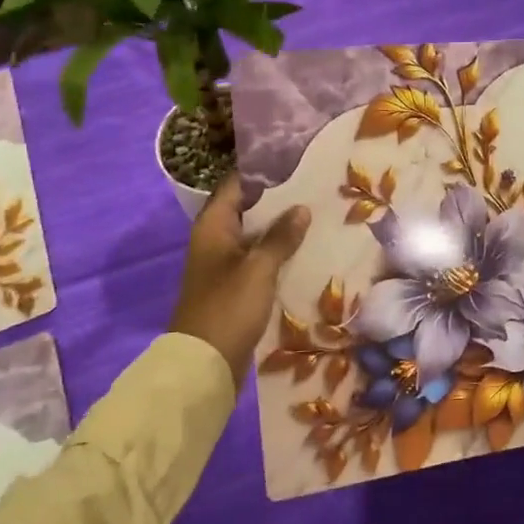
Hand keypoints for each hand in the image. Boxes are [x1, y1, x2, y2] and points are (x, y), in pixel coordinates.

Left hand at [168, 178, 310, 388]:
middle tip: (315, 186)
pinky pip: (259, 259)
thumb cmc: (228, 307)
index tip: (295, 160)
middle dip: (279, 199)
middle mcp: (216, 239)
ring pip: (256, 235)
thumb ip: (281, 237)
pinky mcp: (235, 286)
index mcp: (213, 227)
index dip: (262, 171)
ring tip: (318, 214)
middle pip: (248, 209)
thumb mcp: (259, 268)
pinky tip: (306, 250)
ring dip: (281, 227)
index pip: (236, 185)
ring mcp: (225, 264)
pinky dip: (279, 252)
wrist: (205, 363)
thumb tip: (301, 208)